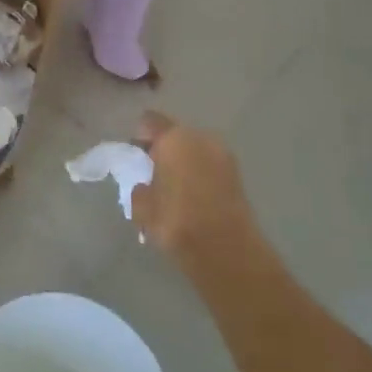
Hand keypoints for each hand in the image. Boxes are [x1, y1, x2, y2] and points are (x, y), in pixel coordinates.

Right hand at [131, 112, 256, 256]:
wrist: (226, 249)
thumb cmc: (176, 221)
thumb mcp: (142, 207)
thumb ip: (139, 189)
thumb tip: (145, 186)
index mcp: (174, 138)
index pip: (150, 122)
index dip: (139, 137)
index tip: (134, 157)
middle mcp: (201, 138)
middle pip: (175, 135)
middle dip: (164, 151)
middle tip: (153, 175)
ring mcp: (224, 155)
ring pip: (195, 151)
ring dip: (184, 163)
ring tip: (174, 190)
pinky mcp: (238, 176)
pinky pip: (210, 167)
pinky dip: (200, 176)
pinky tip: (192, 199)